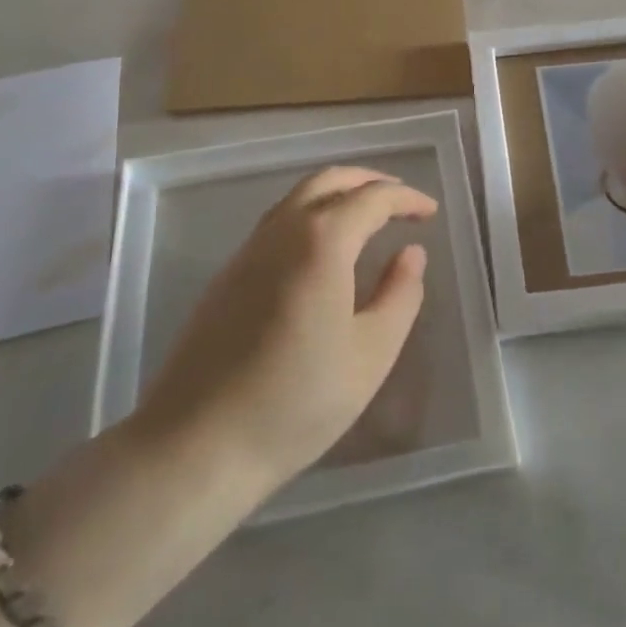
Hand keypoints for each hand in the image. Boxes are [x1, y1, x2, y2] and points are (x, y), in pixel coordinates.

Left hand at [125, 167, 434, 497]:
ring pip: (298, 196)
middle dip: (370, 181)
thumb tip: (410, 253)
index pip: (372, 197)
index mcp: (321, 241)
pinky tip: (323, 251)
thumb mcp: (371, 354)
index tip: (429, 212)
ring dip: (338, 194)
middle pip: (329, 180)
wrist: (196, 446)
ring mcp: (248, 250)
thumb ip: (400, 295)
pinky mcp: (228, 274)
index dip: (406, 198)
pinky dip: (311, 214)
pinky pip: (278, 221)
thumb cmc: (296, 402)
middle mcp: (282, 230)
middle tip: (400, 200)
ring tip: (366, 218)